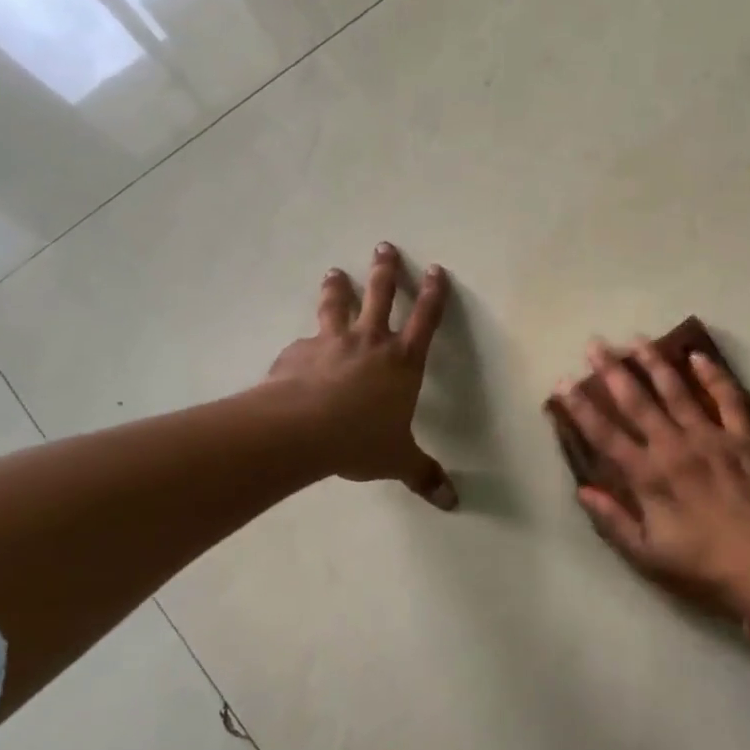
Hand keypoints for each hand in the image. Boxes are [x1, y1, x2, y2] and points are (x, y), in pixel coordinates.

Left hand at [268, 244, 456, 509]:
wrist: (300, 431)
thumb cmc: (359, 440)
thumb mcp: (397, 460)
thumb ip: (422, 475)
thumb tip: (451, 504)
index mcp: (402, 362)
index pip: (426, 320)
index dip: (433, 294)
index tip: (435, 269)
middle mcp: (369, 342)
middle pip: (381, 296)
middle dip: (385, 270)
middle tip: (383, 246)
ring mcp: (331, 343)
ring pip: (337, 306)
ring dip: (337, 287)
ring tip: (333, 272)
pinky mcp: (297, 352)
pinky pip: (303, 344)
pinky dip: (304, 344)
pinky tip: (297, 351)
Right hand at [552, 339, 749, 629]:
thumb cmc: (706, 568)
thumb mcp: (649, 556)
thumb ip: (613, 521)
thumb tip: (583, 490)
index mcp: (648, 476)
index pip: (605, 435)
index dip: (580, 408)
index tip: (563, 382)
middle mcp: (674, 447)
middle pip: (637, 401)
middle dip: (613, 371)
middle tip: (596, 344)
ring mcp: (712, 437)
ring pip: (677, 391)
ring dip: (654, 363)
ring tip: (637, 339)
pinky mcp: (745, 437)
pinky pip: (727, 397)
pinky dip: (713, 374)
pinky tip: (698, 356)